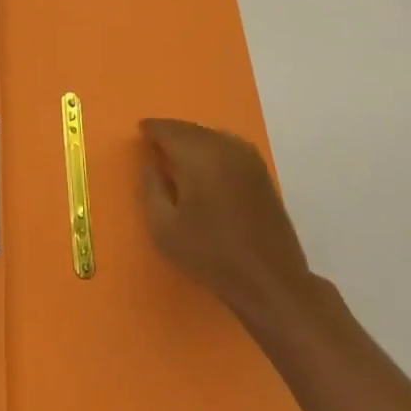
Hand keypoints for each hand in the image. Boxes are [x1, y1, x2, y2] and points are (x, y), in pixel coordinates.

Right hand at [138, 119, 311, 323]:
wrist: (270, 280)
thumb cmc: (210, 255)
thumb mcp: (164, 228)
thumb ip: (151, 187)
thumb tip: (149, 161)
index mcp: (199, 155)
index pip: (169, 129)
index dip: (152, 129)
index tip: (140, 132)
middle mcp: (224, 146)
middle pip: (190, 129)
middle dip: (171, 132)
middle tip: (155, 143)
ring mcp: (247, 157)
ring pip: (210, 135)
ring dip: (192, 139)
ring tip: (177, 154)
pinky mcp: (261, 171)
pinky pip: (228, 145)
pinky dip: (211, 147)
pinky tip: (205, 165)